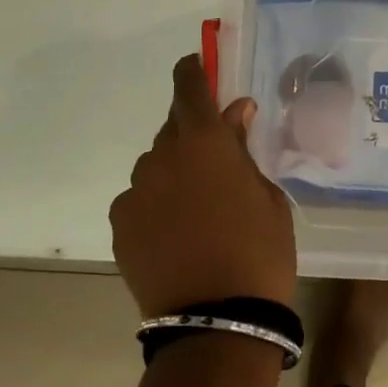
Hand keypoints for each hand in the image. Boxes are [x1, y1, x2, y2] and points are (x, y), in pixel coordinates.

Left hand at [110, 55, 297, 317]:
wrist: (218, 321)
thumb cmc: (259, 252)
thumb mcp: (267, 196)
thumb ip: (243, 149)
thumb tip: (235, 113)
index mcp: (205, 142)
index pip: (189, 88)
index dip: (191, 71)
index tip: (194, 65)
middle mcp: (162, 157)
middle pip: (172, 129)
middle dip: (192, 136)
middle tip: (215, 163)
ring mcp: (135, 191)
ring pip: (155, 167)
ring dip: (174, 174)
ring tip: (196, 211)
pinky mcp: (120, 225)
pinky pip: (139, 200)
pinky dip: (155, 205)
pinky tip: (175, 234)